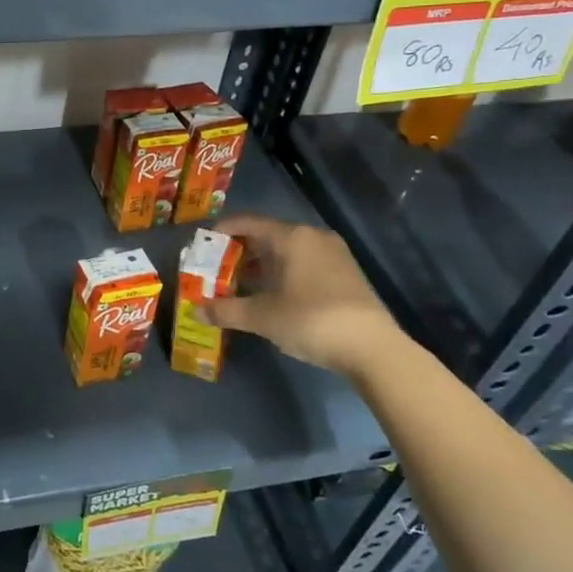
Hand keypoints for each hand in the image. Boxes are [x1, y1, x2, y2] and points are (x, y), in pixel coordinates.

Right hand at [203, 215, 408, 378]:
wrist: (374, 349)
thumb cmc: (312, 320)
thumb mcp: (263, 317)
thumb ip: (227, 310)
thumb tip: (198, 310)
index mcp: (292, 237)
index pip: (248, 222)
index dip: (222, 231)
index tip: (203, 245)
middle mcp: (313, 237)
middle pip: (267, 236)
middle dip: (240, 252)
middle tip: (217, 270)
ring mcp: (334, 256)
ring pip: (287, 251)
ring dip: (261, 266)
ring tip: (240, 285)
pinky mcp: (346, 275)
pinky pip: (304, 264)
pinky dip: (283, 274)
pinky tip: (272, 296)